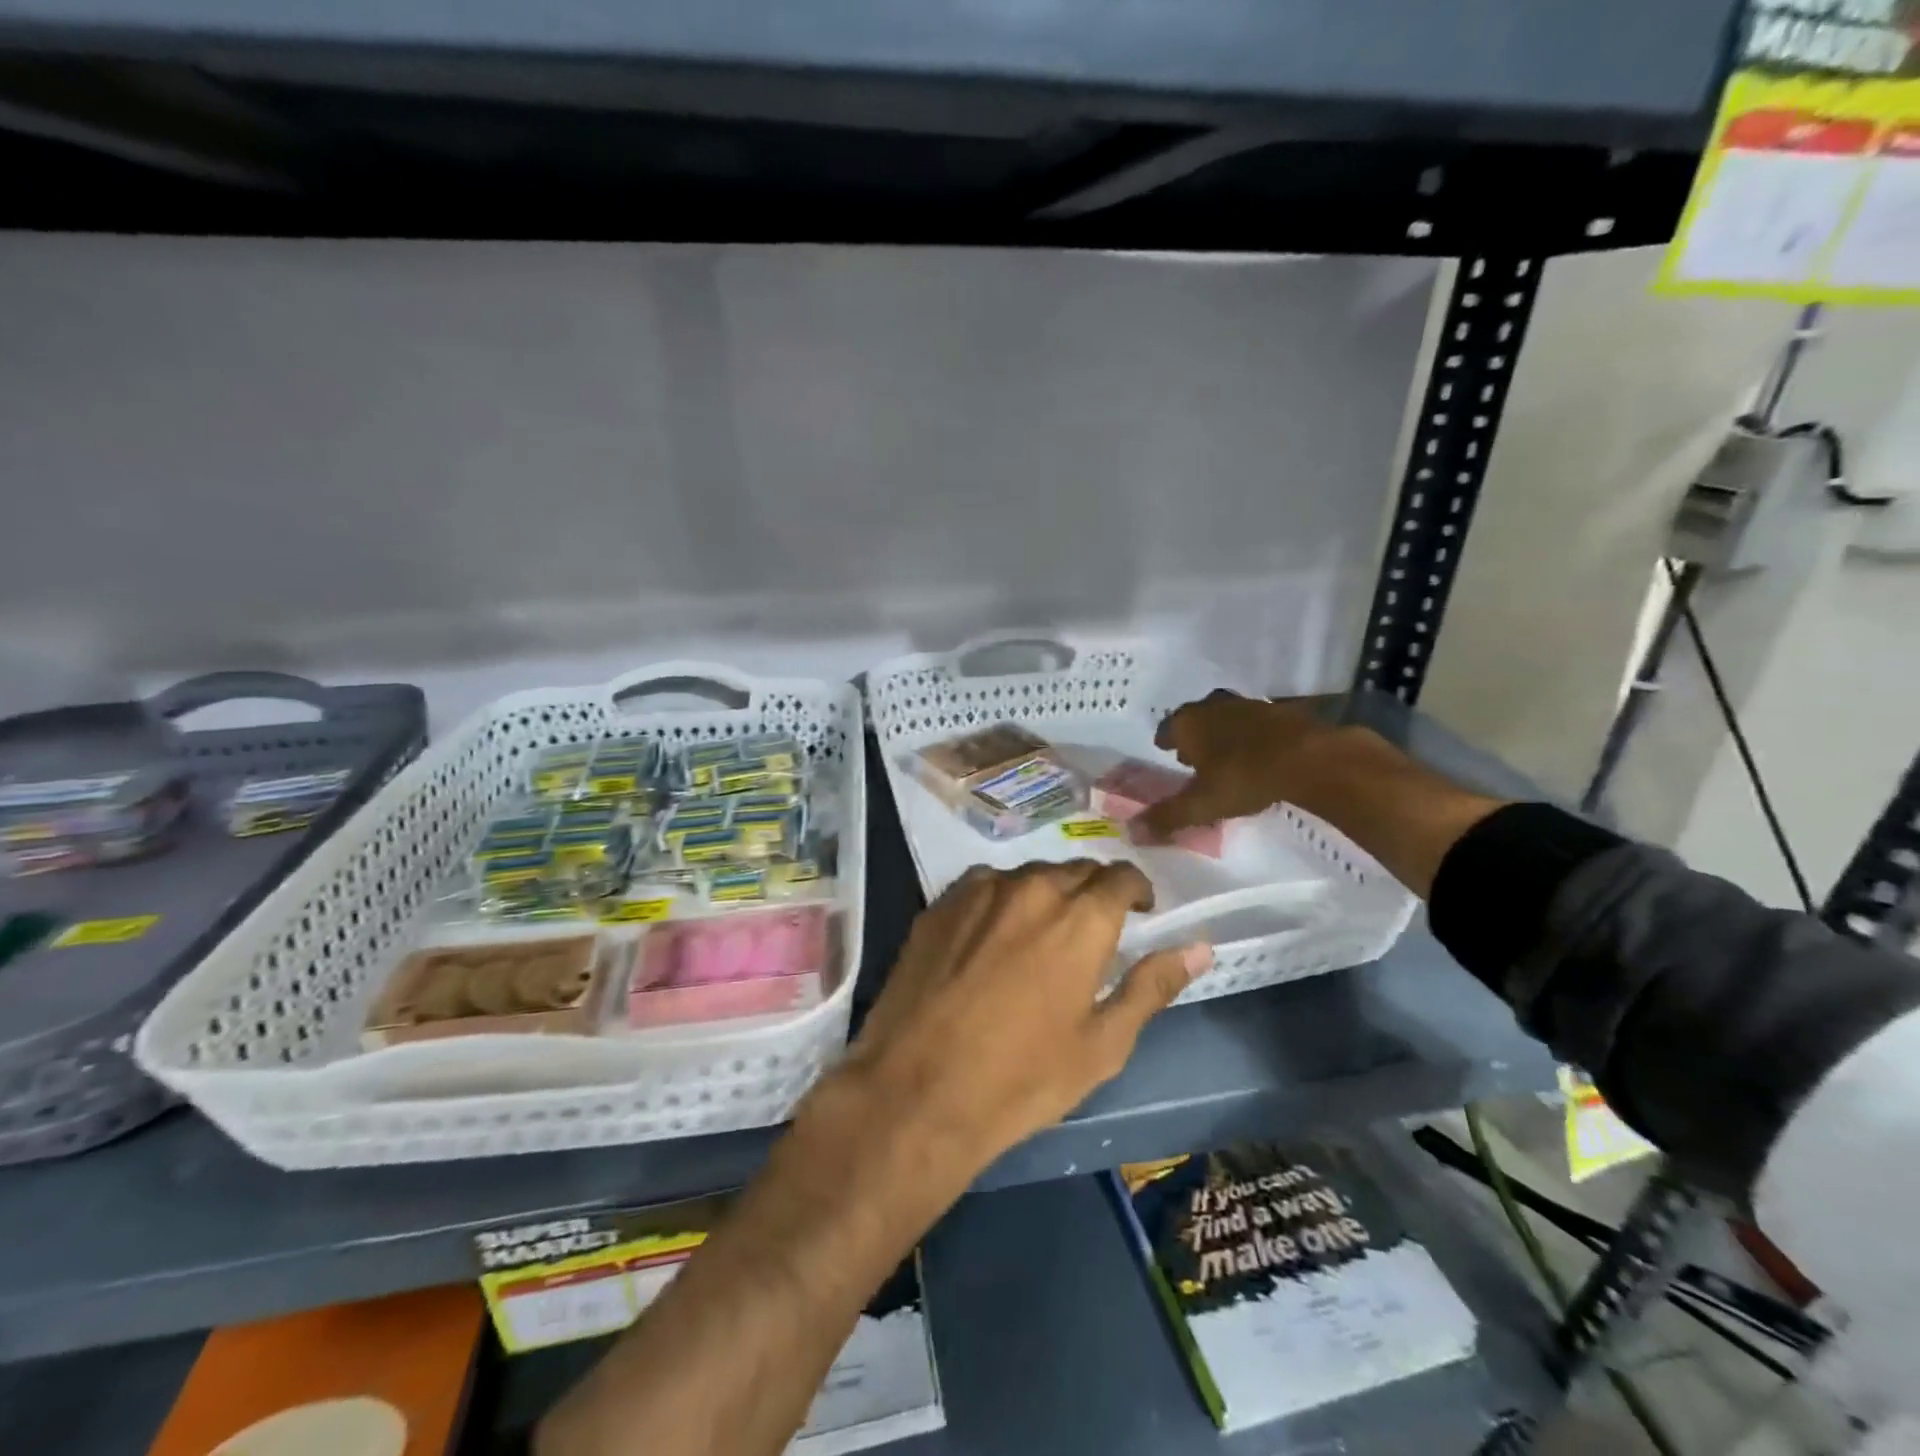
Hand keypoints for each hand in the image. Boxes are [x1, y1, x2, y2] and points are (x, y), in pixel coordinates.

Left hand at [824, 862, 1210, 1177]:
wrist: (917, 1090)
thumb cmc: (1022, 1077)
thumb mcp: (1102, 1044)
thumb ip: (1152, 986)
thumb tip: (1199, 947)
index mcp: (1080, 918)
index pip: (1120, 877)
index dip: (1136, 891)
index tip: (1139, 912)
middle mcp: (1031, 888)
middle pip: (1075, 871)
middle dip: (1093, 892)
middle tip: (1093, 929)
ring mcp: (979, 891)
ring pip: (1028, 875)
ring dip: (1046, 894)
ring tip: (1042, 933)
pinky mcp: (940, 903)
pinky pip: (985, 886)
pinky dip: (1002, 900)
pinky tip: (993, 936)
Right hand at [1132, 691, 1346, 842]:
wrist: (1310, 758)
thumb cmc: (1244, 778)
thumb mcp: (1201, 805)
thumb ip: (1167, 817)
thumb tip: (1131, 832)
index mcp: (1189, 723)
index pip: (1167, 728)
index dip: (1166, 740)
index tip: (1165, 750)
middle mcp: (1214, 706)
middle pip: (1196, 718)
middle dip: (1193, 735)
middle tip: (1192, 754)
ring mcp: (1249, 705)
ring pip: (1226, 717)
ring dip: (1222, 733)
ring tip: (1224, 754)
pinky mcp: (1281, 712)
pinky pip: (1256, 723)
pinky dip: (1251, 736)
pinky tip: (1258, 752)